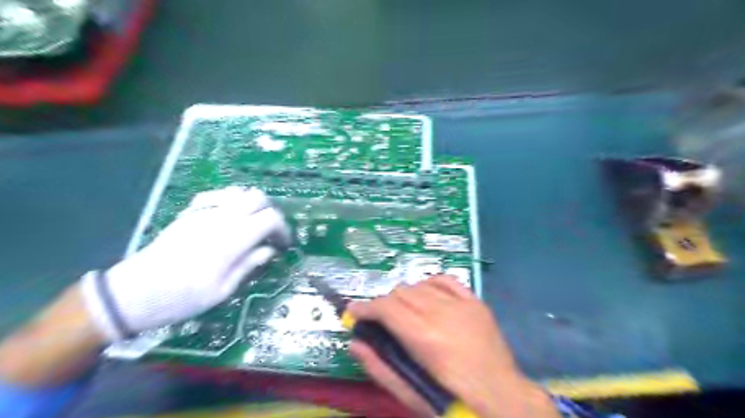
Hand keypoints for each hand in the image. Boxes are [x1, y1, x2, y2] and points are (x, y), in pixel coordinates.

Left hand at [81, 187, 289, 340]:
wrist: (134, 293)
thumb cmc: (182, 298)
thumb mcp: (223, 291)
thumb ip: (249, 265)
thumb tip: (269, 250)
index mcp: (232, 240)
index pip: (270, 218)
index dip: (283, 228)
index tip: (282, 243)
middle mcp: (221, 219)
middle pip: (258, 197)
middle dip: (270, 212)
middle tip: (269, 233)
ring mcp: (203, 212)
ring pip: (239, 191)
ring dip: (252, 205)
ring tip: (250, 225)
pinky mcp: (189, 212)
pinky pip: (218, 195)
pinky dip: (231, 201)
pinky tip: (228, 217)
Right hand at [346, 277, 554, 416]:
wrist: (503, 399)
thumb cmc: (453, 401)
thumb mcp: (412, 392)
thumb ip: (379, 366)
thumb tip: (355, 344)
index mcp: (424, 337)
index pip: (386, 307)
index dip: (366, 307)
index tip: (354, 311)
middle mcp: (441, 312)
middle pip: (400, 292)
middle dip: (384, 305)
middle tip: (381, 321)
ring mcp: (461, 304)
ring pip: (419, 285)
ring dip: (406, 296)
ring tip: (405, 313)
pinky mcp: (475, 302)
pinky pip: (445, 280)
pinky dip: (430, 285)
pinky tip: (427, 297)